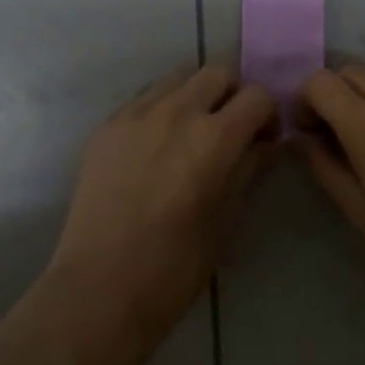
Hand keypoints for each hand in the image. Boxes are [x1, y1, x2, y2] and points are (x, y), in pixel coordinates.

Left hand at [48, 65, 277, 348]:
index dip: (267, 113)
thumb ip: (248, 170)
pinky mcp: (109, 124)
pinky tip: (155, 145)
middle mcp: (177, 111)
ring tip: (190, 131)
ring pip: (179, 77)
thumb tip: (266, 144)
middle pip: (217, 72)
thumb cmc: (172, 270)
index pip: (256, 96)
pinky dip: (161, 109)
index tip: (264, 137)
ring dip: (195, 94)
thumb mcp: (225, 222)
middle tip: (230, 127)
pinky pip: (145, 98)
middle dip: (232, 94)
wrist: (97, 291)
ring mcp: (138, 113)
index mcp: (213, 138)